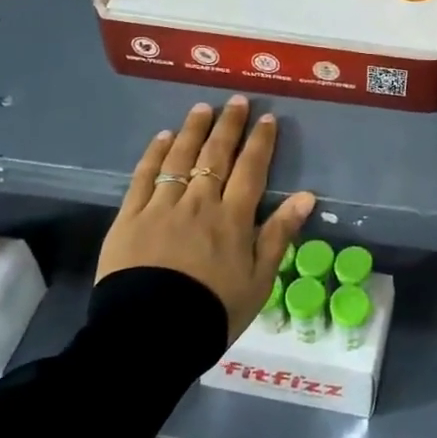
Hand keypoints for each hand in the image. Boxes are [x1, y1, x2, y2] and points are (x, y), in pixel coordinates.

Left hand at [98, 96, 315, 340]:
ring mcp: (162, 207)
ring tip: (201, 108)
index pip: (251, 169)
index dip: (260, 142)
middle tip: (236, 101)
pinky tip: (163, 137)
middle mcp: (200, 202)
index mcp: (233, 218)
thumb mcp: (259, 280)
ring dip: (193, 130)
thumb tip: (306, 196)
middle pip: (216, 155)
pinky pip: (143, 177)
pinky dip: (155, 154)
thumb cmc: (212, 312)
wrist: (150, 336)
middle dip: (228, 125)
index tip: (266, 118)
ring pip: (181, 158)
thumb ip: (279, 234)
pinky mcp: (130, 218)